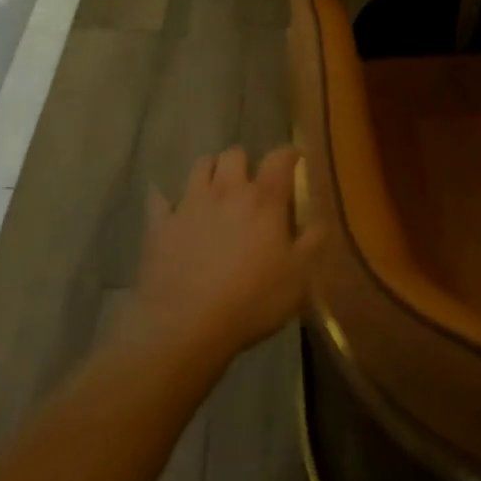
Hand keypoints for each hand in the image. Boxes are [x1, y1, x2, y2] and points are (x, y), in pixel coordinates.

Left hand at [124, 148, 322, 364]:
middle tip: (249, 184)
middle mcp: (227, 190)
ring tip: (215, 191)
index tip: (294, 161)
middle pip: (234, 154)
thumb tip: (321, 221)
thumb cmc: (250, 301)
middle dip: (243, 163)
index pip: (280, 158)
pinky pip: (158, 199)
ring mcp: (190, 204)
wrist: (184, 326)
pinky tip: (168, 207)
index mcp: (264, 199)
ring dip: (210, 172)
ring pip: (200, 166)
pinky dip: (164, 200)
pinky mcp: (160, 225)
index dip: (289, 155)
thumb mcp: (297, 278)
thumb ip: (312, 244)